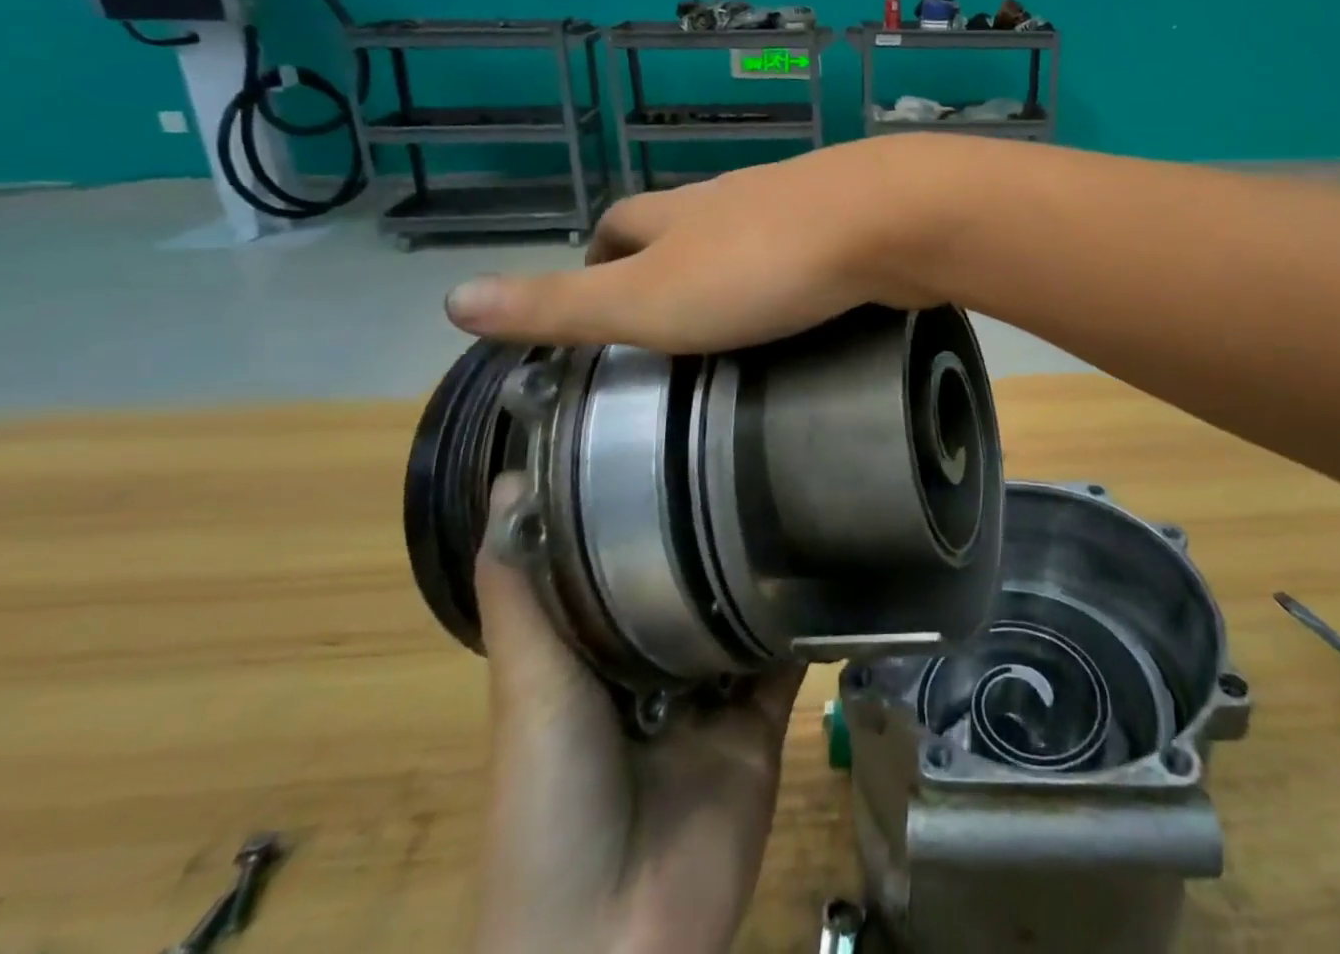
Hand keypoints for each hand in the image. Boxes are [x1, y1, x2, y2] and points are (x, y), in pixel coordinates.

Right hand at [445, 137, 949, 351]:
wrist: (887, 222)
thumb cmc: (760, 268)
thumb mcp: (647, 300)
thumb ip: (561, 302)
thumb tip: (452, 299)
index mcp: (681, 213)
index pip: (620, 220)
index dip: (598, 250)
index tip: (594, 288)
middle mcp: (735, 197)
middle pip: (684, 220)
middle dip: (666, 255)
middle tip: (666, 312)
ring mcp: (798, 203)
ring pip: (749, 230)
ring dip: (732, 263)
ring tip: (733, 315)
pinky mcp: (852, 221)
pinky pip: (808, 246)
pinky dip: (793, 271)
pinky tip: (806, 302)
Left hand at [473, 473, 803, 953]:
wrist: (613, 945)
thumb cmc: (550, 805)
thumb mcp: (528, 688)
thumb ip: (523, 596)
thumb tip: (513, 482)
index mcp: (592, 655)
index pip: (618, 561)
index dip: (636, 506)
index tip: (666, 436)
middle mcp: (653, 668)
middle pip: (686, 585)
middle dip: (710, 531)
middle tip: (746, 448)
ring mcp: (710, 698)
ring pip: (740, 615)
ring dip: (761, 568)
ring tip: (793, 488)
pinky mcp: (760, 725)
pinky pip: (787, 661)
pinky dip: (803, 622)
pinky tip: (826, 565)